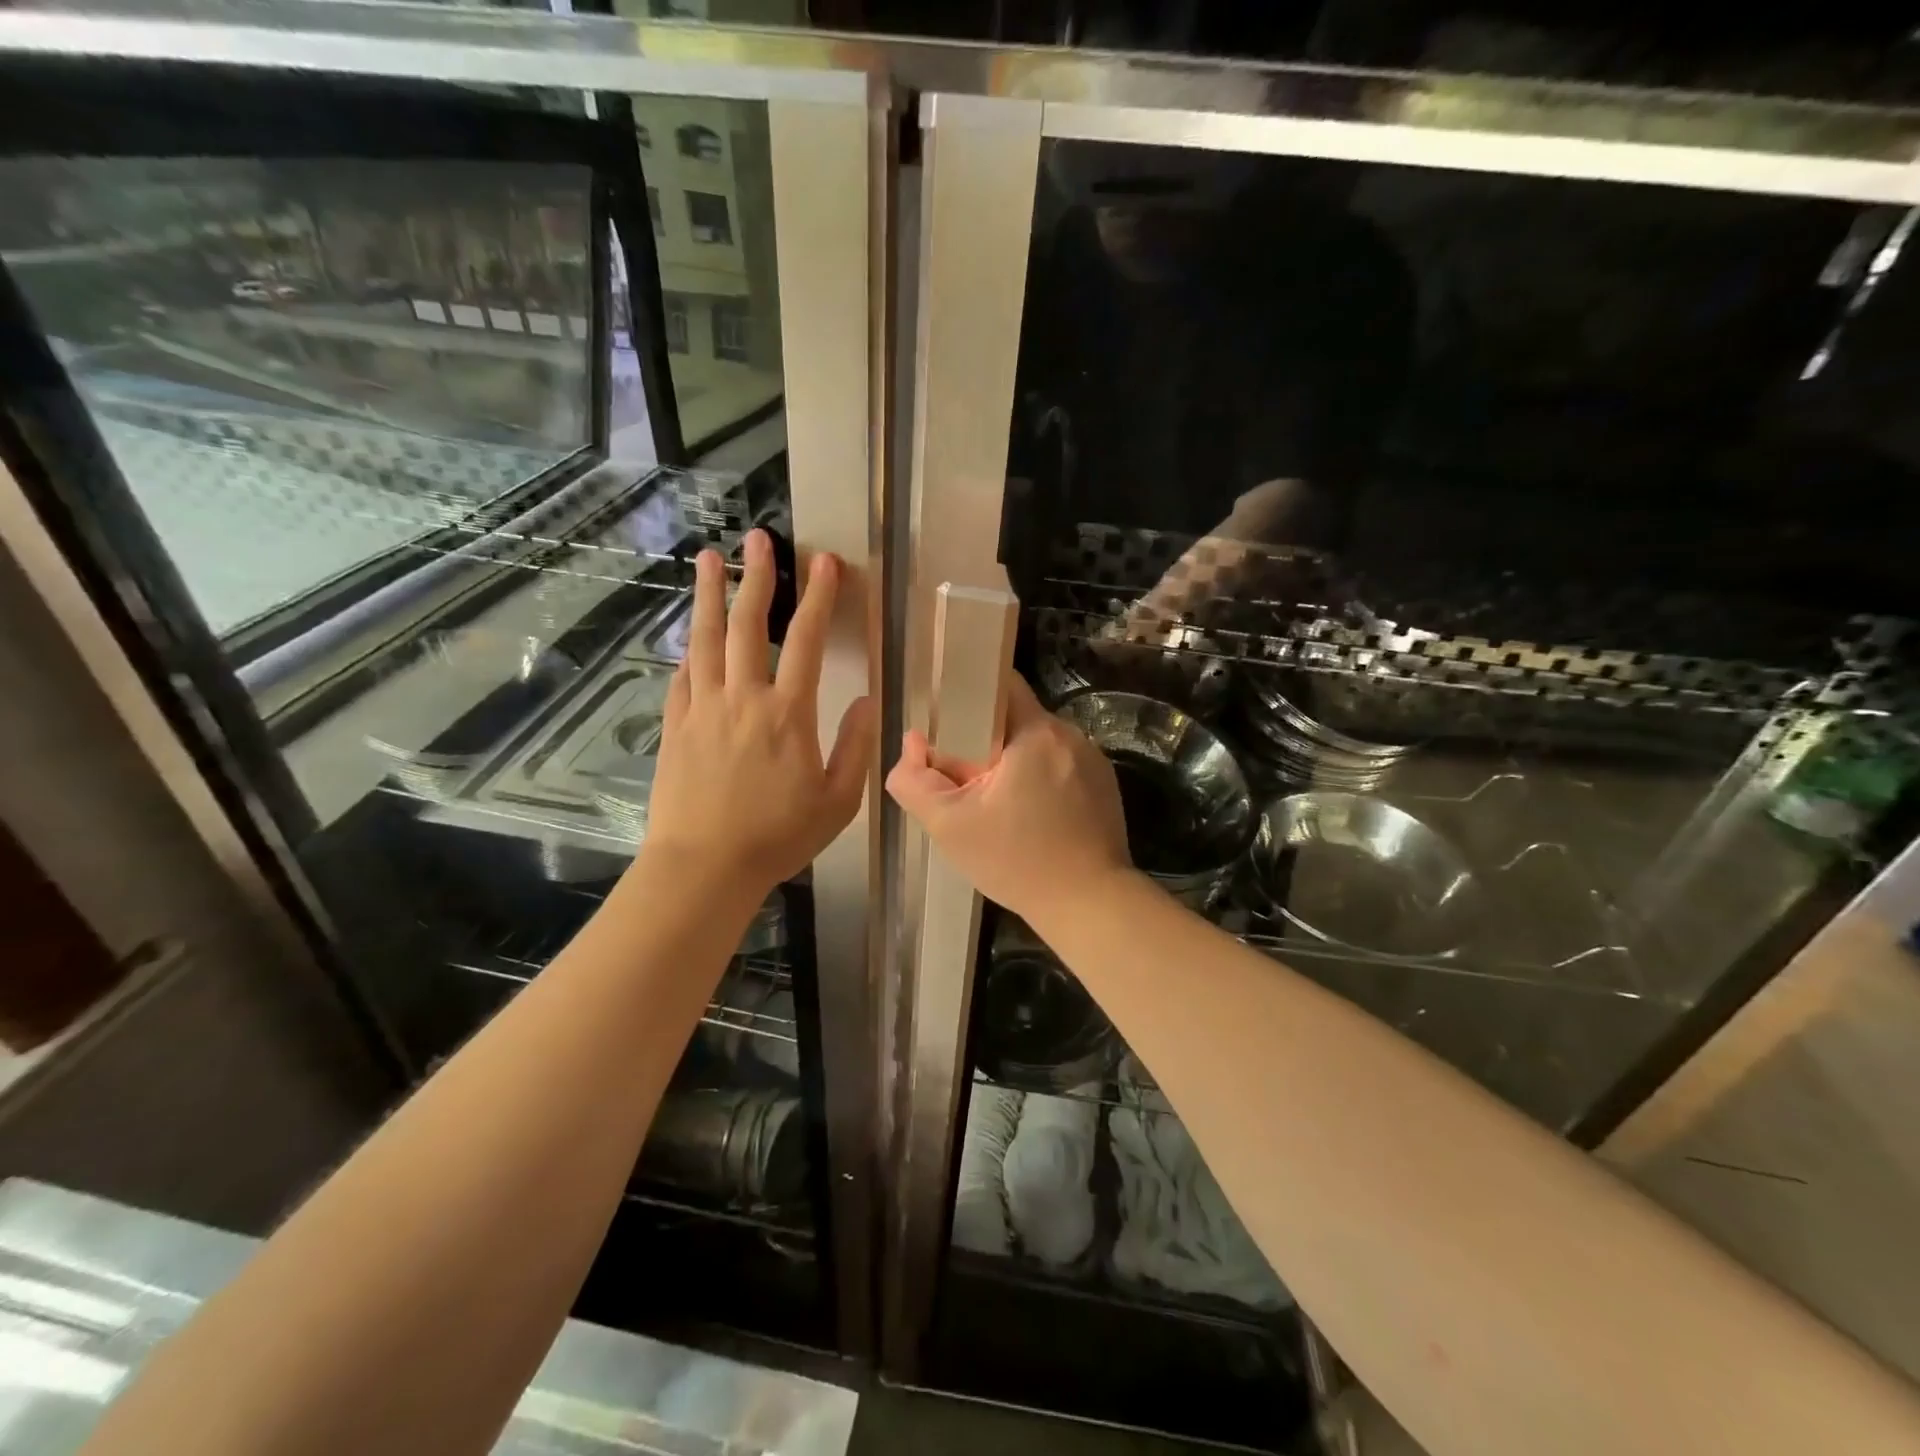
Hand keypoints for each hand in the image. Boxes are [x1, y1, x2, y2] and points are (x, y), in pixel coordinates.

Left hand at [642, 529, 874, 895]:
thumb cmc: (778, 837)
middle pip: (747, 625)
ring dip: (708, 596)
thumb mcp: (837, 801)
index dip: (818, 598)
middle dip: (755, 578)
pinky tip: (690, 637)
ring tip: (708, 559)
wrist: (704, 867)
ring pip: (705, 640)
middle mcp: (742, 699)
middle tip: (757, 539)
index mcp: (788, 714)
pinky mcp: (675, 727)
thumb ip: (855, 747)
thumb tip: (865, 701)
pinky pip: (682, 676)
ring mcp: (702, 709)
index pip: (805, 641)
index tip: (824, 562)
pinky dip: (689, 650)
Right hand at [886, 672, 1130, 927]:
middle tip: (964, 777)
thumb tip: (912, 744)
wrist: (1090, 905)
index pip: (999, 684)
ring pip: (1038, 744)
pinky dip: (1040, 779)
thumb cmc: (1017, 861)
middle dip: (986, 740)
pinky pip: (1060, 766)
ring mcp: (1092, 760)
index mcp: (1036, 732)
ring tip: (997, 802)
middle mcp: (1070, 735)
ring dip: (1014, 761)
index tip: (948, 723)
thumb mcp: (950, 825)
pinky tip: (1030, 816)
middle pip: (1016, 717)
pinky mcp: (1104, 785)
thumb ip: (915, 781)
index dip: (968, 697)